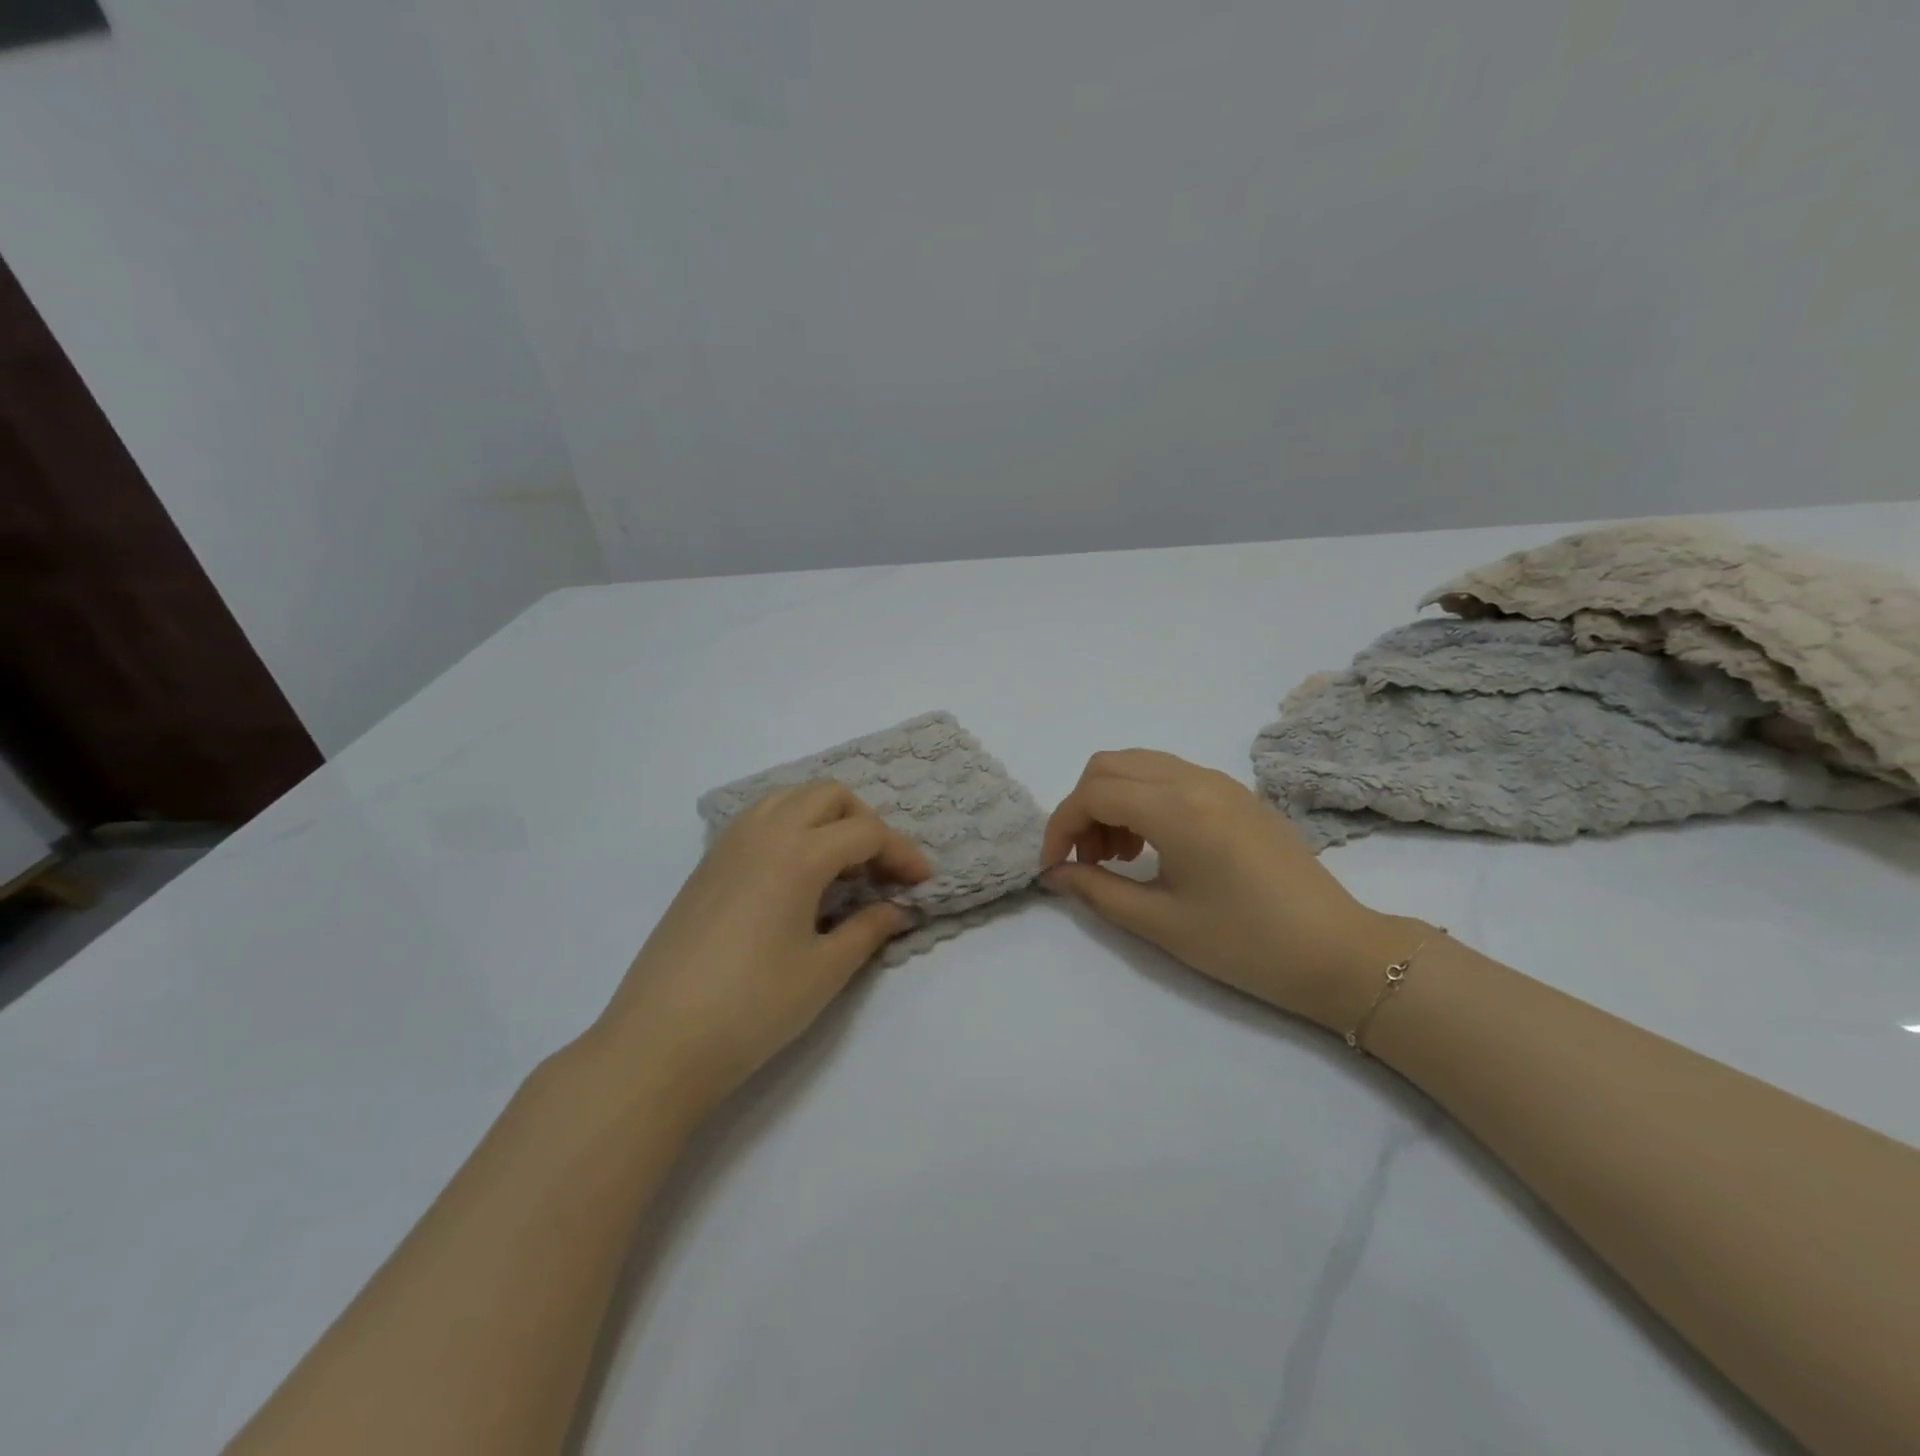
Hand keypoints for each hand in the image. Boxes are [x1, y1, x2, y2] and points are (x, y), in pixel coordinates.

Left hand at [595, 781, 930, 1117]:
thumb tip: (899, 909)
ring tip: (840, 867)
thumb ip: (869, 929)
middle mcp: (763, 833)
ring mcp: (728, 845)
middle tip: (880, 870)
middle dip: (864, 822)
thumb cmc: (752, 1007)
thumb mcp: (825, 971)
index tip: (922, 883)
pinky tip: (796, 876)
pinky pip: (759, 820)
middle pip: (828, 796)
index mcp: (797, 853)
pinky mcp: (707, 864)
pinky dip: (790, 827)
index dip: (902, 853)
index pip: (865, 832)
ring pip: (788, 798)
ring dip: (824, 818)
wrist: (659, 1042)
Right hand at [1040, 750, 1419, 1029]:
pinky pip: (1169, 775)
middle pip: (1109, 766)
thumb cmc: (1246, 944)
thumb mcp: (1161, 923)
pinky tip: (1152, 846)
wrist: (1337, 952)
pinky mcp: (1236, 793)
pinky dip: (1142, 799)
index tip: (1055, 869)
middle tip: (1087, 860)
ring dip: (1111, 800)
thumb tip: (1054, 875)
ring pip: (1139, 765)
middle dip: (1082, 808)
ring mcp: (1220, 782)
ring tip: (1118, 856)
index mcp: (1177, 809)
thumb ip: (1097, 890)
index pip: (1093, 794)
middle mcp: (1195, 780)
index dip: (1061, 828)